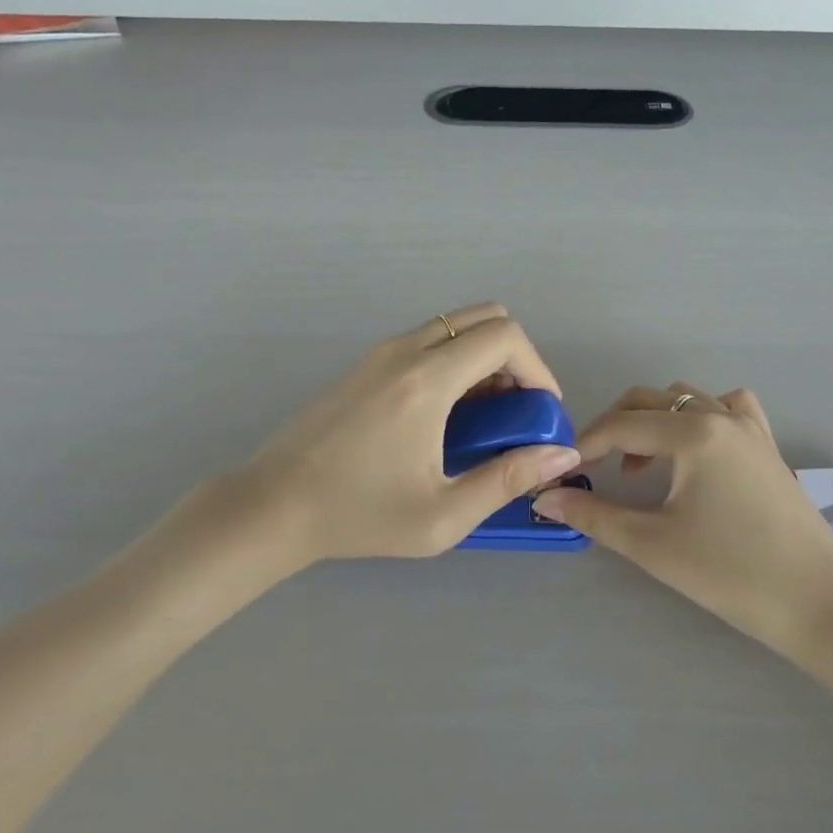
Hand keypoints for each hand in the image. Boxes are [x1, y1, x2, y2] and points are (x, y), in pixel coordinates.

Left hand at [195, 305, 581, 567]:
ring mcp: (381, 351)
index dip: (538, 367)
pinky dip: (454, 360)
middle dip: (515, 356)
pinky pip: (427, 339)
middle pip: (485, 316)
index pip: (505, 336)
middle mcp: (406, 350)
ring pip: (455, 325)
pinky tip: (444, 414)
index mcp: (427, 380)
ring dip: (484, 357)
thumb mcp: (442, 516)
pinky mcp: (365, 362)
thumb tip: (560, 453)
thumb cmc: (359, 515)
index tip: (541, 411)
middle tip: (516, 408)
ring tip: (484, 415)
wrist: (272, 506)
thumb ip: (507, 479)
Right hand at [532, 384, 832, 656]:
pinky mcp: (768, 445)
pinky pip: (727, 409)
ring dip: (654, 421)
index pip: (620, 426)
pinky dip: (700, 417)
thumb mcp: (653, 545)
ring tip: (641, 467)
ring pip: (686, 400)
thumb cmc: (732, 575)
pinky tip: (695, 451)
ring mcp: (750, 427)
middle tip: (593, 469)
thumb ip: (594, 516)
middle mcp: (720, 415)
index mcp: (692, 432)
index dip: (583, 446)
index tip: (559, 473)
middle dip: (613, 428)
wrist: (821, 605)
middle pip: (649, 401)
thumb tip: (546, 499)